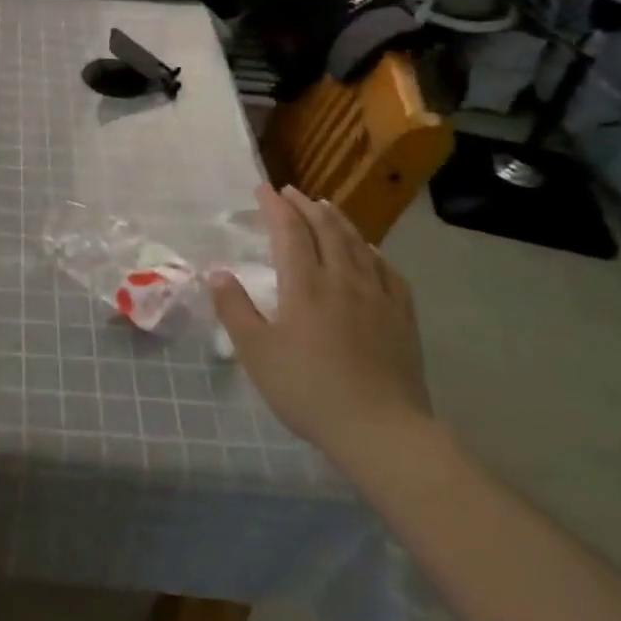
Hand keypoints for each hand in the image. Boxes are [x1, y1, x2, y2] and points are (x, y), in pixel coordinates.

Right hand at [211, 184, 431, 463]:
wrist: (381, 431)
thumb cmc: (309, 390)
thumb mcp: (256, 353)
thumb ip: (235, 309)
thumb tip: (218, 273)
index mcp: (304, 284)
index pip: (288, 230)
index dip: (275, 206)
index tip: (262, 189)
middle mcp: (342, 279)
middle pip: (325, 228)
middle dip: (305, 205)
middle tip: (291, 192)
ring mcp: (377, 296)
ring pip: (357, 244)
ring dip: (338, 220)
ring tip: (326, 207)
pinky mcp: (402, 317)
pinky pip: (388, 271)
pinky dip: (373, 251)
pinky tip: (369, 251)